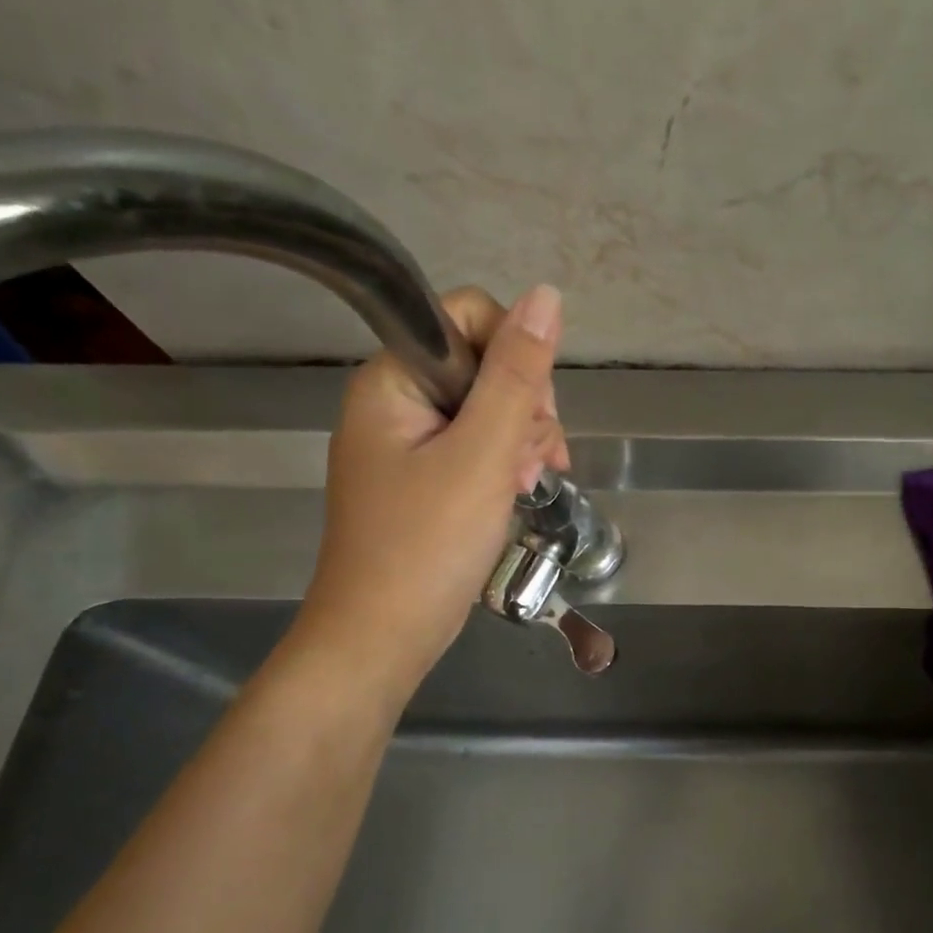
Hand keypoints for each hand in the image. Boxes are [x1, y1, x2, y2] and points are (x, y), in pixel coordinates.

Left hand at [294, 284, 569, 693]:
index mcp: (394, 380)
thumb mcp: (482, 455)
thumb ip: (516, 376)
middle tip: (530, 464)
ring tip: (525, 486)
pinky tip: (518, 492)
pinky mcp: (426, 476)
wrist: (384, 636)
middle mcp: (397, 400)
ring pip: (489, 408)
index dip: (515, 353)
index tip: (534, 412)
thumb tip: (548, 296)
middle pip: (485, 365)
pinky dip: (506, 464)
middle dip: (525, 408)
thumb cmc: (427, 544)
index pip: (467, 317)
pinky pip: (478, 446)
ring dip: (522, 440)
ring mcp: (410, 442)